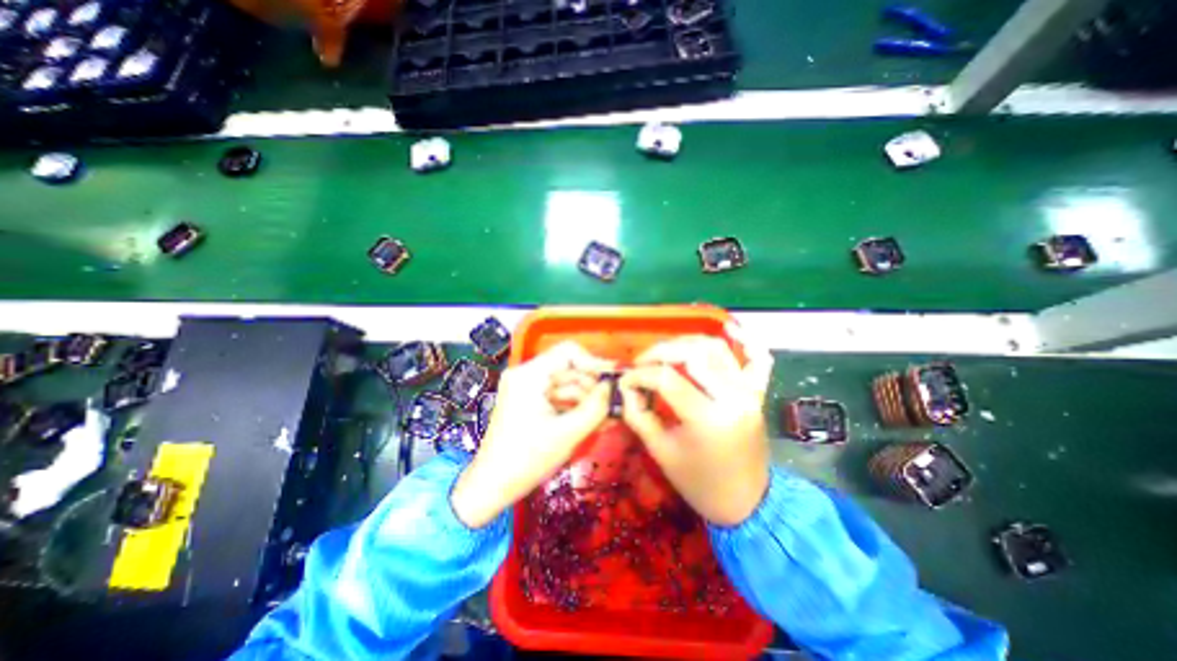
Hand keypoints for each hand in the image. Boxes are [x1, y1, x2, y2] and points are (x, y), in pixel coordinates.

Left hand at [450, 344, 616, 528]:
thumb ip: (595, 408)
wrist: (492, 487)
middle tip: (615, 406)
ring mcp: (527, 388)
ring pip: (567, 384)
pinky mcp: (529, 401)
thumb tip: (615, 388)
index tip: (613, 381)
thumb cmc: (526, 460)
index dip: (594, 363)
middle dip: (592, 388)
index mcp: (529, 375)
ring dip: (587, 400)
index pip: (568, 352)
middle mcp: (526, 375)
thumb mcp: (567, 433)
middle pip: (569, 370)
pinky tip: (593, 422)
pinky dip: (575, 407)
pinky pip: (558, 397)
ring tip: (608, 418)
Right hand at [620, 326, 778, 525]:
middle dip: (661, 351)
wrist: (744, 502)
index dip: (640, 374)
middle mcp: (733, 398)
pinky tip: (731, 329)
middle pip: (693, 353)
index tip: (626, 380)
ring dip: (688, 343)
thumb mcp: (660, 452)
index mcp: (708, 419)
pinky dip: (746, 341)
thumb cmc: (699, 483)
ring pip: (717, 348)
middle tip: (642, 361)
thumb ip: (639, 415)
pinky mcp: (757, 393)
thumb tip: (626, 388)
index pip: (667, 378)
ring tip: (667, 353)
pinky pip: (758, 359)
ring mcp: (749, 393)